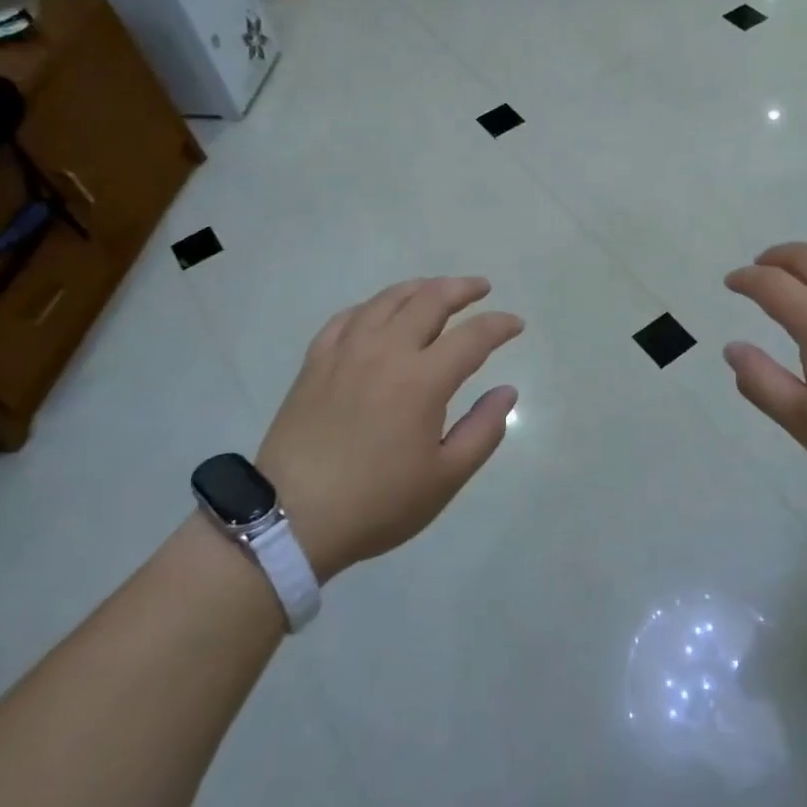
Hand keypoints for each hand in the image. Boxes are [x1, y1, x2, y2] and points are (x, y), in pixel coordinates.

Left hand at [254, 277, 523, 581]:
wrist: (290, 518)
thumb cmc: (377, 502)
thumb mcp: (445, 478)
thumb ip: (483, 430)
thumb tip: (507, 392)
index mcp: (423, 380)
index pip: (473, 336)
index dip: (499, 325)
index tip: (516, 324)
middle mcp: (386, 352)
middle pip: (430, 300)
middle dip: (462, 288)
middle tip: (481, 288)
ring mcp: (346, 352)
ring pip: (388, 299)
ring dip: (420, 288)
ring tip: (437, 289)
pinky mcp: (316, 361)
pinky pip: (348, 317)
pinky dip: (372, 306)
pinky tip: (379, 313)